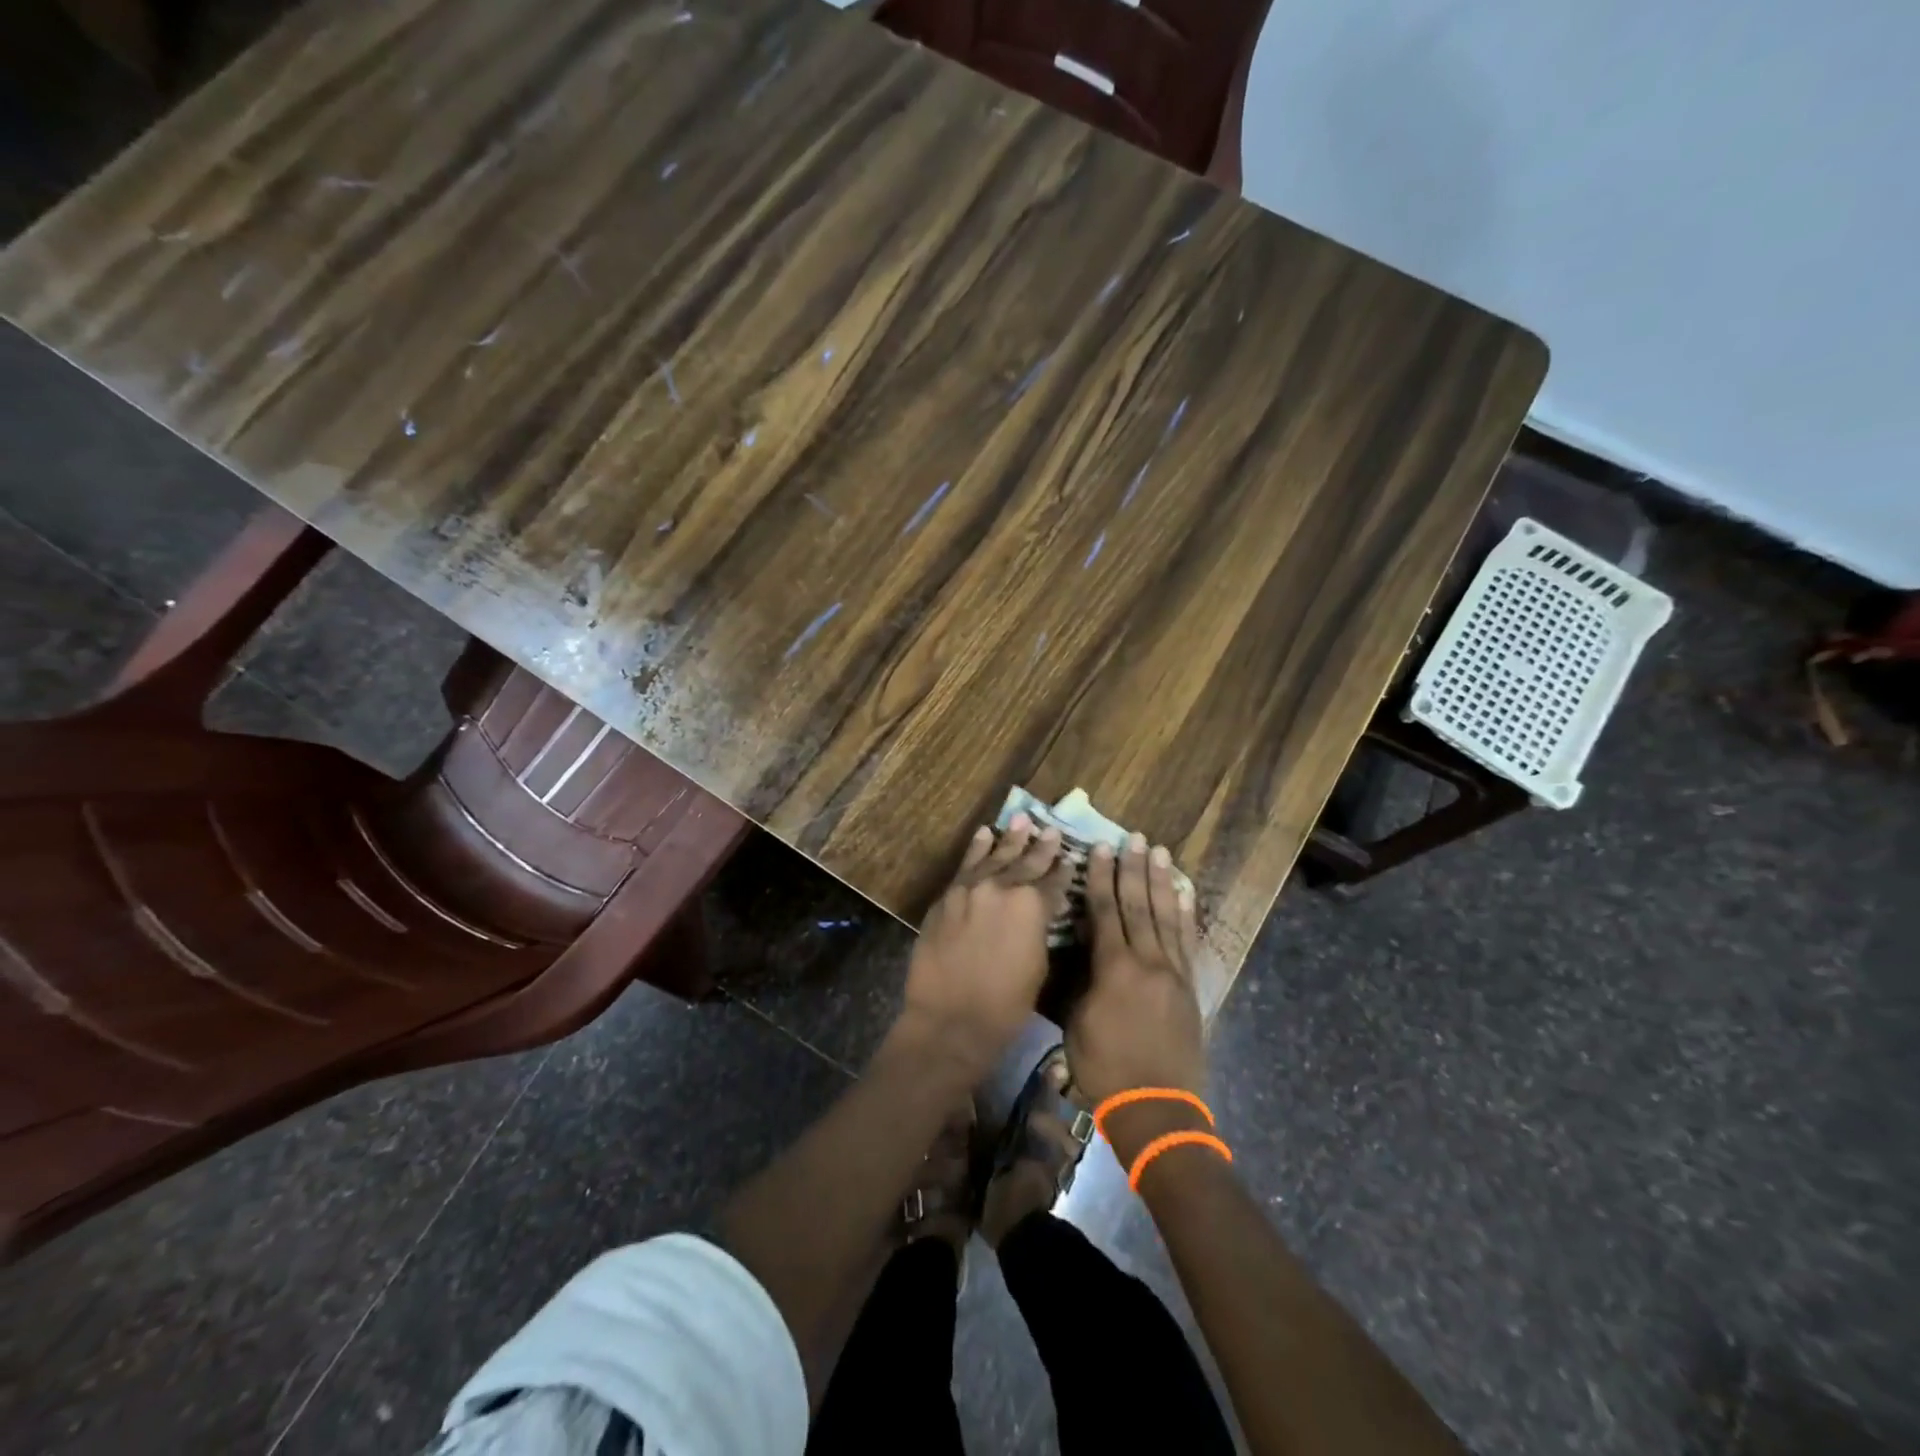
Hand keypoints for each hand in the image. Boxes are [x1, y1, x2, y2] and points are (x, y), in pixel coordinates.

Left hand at [898, 815, 1069, 1071]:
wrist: (950, 1019)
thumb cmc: (1005, 1005)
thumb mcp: (1038, 966)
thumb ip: (1040, 929)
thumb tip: (1040, 913)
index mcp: (1032, 906)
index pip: (1054, 882)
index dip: (1063, 871)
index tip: (1070, 857)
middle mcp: (1002, 888)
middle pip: (1026, 863)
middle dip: (1041, 847)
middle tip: (1051, 830)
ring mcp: (970, 888)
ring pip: (995, 857)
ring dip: (1010, 839)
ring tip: (1021, 819)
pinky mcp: (947, 896)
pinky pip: (965, 866)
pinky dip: (976, 849)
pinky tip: (985, 834)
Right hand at [1066, 835, 1206, 1157]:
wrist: (1157, 1108)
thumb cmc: (1105, 1068)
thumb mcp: (1076, 1023)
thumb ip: (1080, 980)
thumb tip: (1081, 949)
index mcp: (1114, 968)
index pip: (1105, 911)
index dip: (1100, 878)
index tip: (1100, 849)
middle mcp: (1147, 961)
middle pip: (1138, 905)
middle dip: (1133, 869)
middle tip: (1134, 837)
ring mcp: (1173, 973)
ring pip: (1166, 916)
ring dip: (1161, 882)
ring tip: (1159, 852)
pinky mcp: (1189, 987)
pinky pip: (1188, 942)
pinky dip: (1186, 915)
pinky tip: (1185, 894)